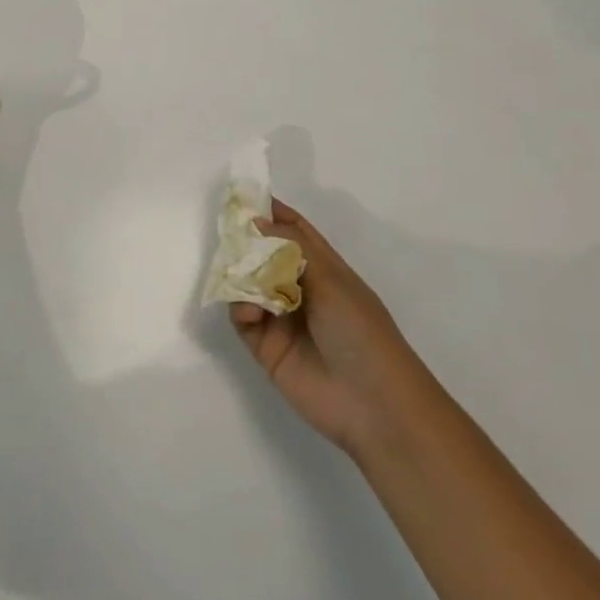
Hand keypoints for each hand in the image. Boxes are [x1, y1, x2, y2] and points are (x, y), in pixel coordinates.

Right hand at [232, 200, 429, 455]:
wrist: (373, 404)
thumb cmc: (361, 331)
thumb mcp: (332, 280)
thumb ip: (292, 248)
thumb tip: (258, 220)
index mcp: (324, 269)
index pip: (295, 231)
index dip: (273, 212)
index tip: (244, 195)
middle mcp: (300, 289)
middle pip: (265, 255)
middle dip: (246, 242)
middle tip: (226, 233)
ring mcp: (282, 318)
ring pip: (248, 285)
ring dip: (241, 277)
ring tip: (238, 278)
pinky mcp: (266, 347)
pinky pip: (243, 318)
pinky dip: (239, 308)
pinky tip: (247, 312)